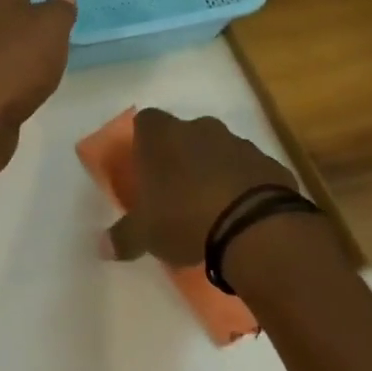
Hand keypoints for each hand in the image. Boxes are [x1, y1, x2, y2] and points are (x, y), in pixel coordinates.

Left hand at [0, 0, 76, 181]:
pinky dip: (9, 84)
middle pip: (4, 19)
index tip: (51, 17)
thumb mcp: (52, 27)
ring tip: (42, 73)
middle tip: (52, 45)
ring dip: (17, 59)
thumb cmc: (18, 60)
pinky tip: (23, 96)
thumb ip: (59, 10)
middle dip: (25, 30)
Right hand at [105, 109, 300, 266]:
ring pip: (219, 149)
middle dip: (181, 156)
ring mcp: (238, 142)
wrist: (256, 228)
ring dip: (214, 169)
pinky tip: (243, 215)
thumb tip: (102, 248)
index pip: (145, 122)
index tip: (145, 168)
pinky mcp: (269, 163)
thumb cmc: (185, 218)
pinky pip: (250, 170)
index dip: (144, 143)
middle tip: (177, 191)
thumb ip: (123, 237)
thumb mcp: (146, 234)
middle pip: (184, 134)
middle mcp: (198, 128)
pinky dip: (245, 185)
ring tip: (212, 208)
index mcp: (162, 136)